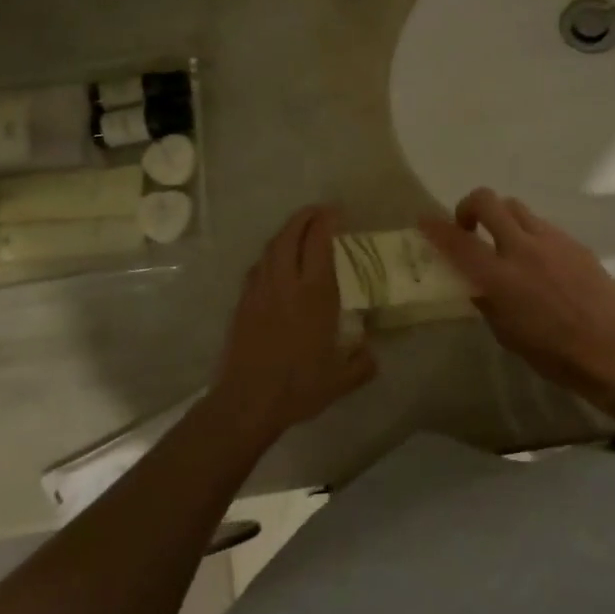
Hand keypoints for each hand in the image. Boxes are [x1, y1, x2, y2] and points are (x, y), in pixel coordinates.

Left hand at [212, 205, 377, 440]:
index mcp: (314, 294)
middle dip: (305, 217)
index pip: (319, 243)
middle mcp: (286, 283)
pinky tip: (276, 264)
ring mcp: (260, 290)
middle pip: (290, 234)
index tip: (337, 212)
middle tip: (319, 212)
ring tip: (299, 231)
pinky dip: (270, 255)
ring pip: (270, 247)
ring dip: (286, 232)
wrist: (248, 401)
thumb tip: (371, 353)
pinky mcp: (243, 302)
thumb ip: (362, 364)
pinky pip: (257, 267)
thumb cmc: (299, 387)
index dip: (327, 221)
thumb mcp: (341, 380)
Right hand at [420, 189, 614, 398]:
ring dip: (503, 218)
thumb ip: (486, 300)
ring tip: (506, 243)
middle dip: (470, 206)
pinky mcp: (575, 244)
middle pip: (488, 201)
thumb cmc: (551, 353)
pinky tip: (540, 262)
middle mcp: (523, 249)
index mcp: (500, 277)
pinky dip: (531, 236)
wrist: (610, 351)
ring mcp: (552, 241)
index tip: (424, 220)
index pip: (458, 242)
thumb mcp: (506, 333)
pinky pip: (544, 227)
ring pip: (517, 208)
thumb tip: (474, 283)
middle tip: (470, 227)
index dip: (436, 228)